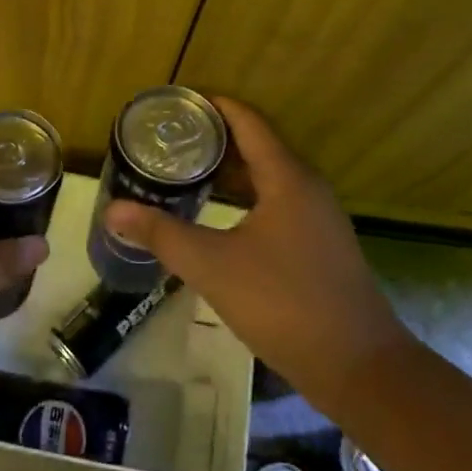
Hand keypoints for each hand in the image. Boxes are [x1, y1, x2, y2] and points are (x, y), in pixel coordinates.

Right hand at [104, 96, 406, 416]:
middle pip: (258, 144)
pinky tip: (221, 216)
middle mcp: (307, 186)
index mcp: (286, 177)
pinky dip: (247, 195)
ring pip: (268, 176)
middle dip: (215, 138)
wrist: (358, 366)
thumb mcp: (213, 266)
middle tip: (170, 140)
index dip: (214, 105)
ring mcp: (318, 216)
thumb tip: (113, 210)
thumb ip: (162, 234)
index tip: (177, 103)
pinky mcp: (320, 243)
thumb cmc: (283, 303)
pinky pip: (278, 200)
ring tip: (187, 171)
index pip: (247, 121)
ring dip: (231, 169)